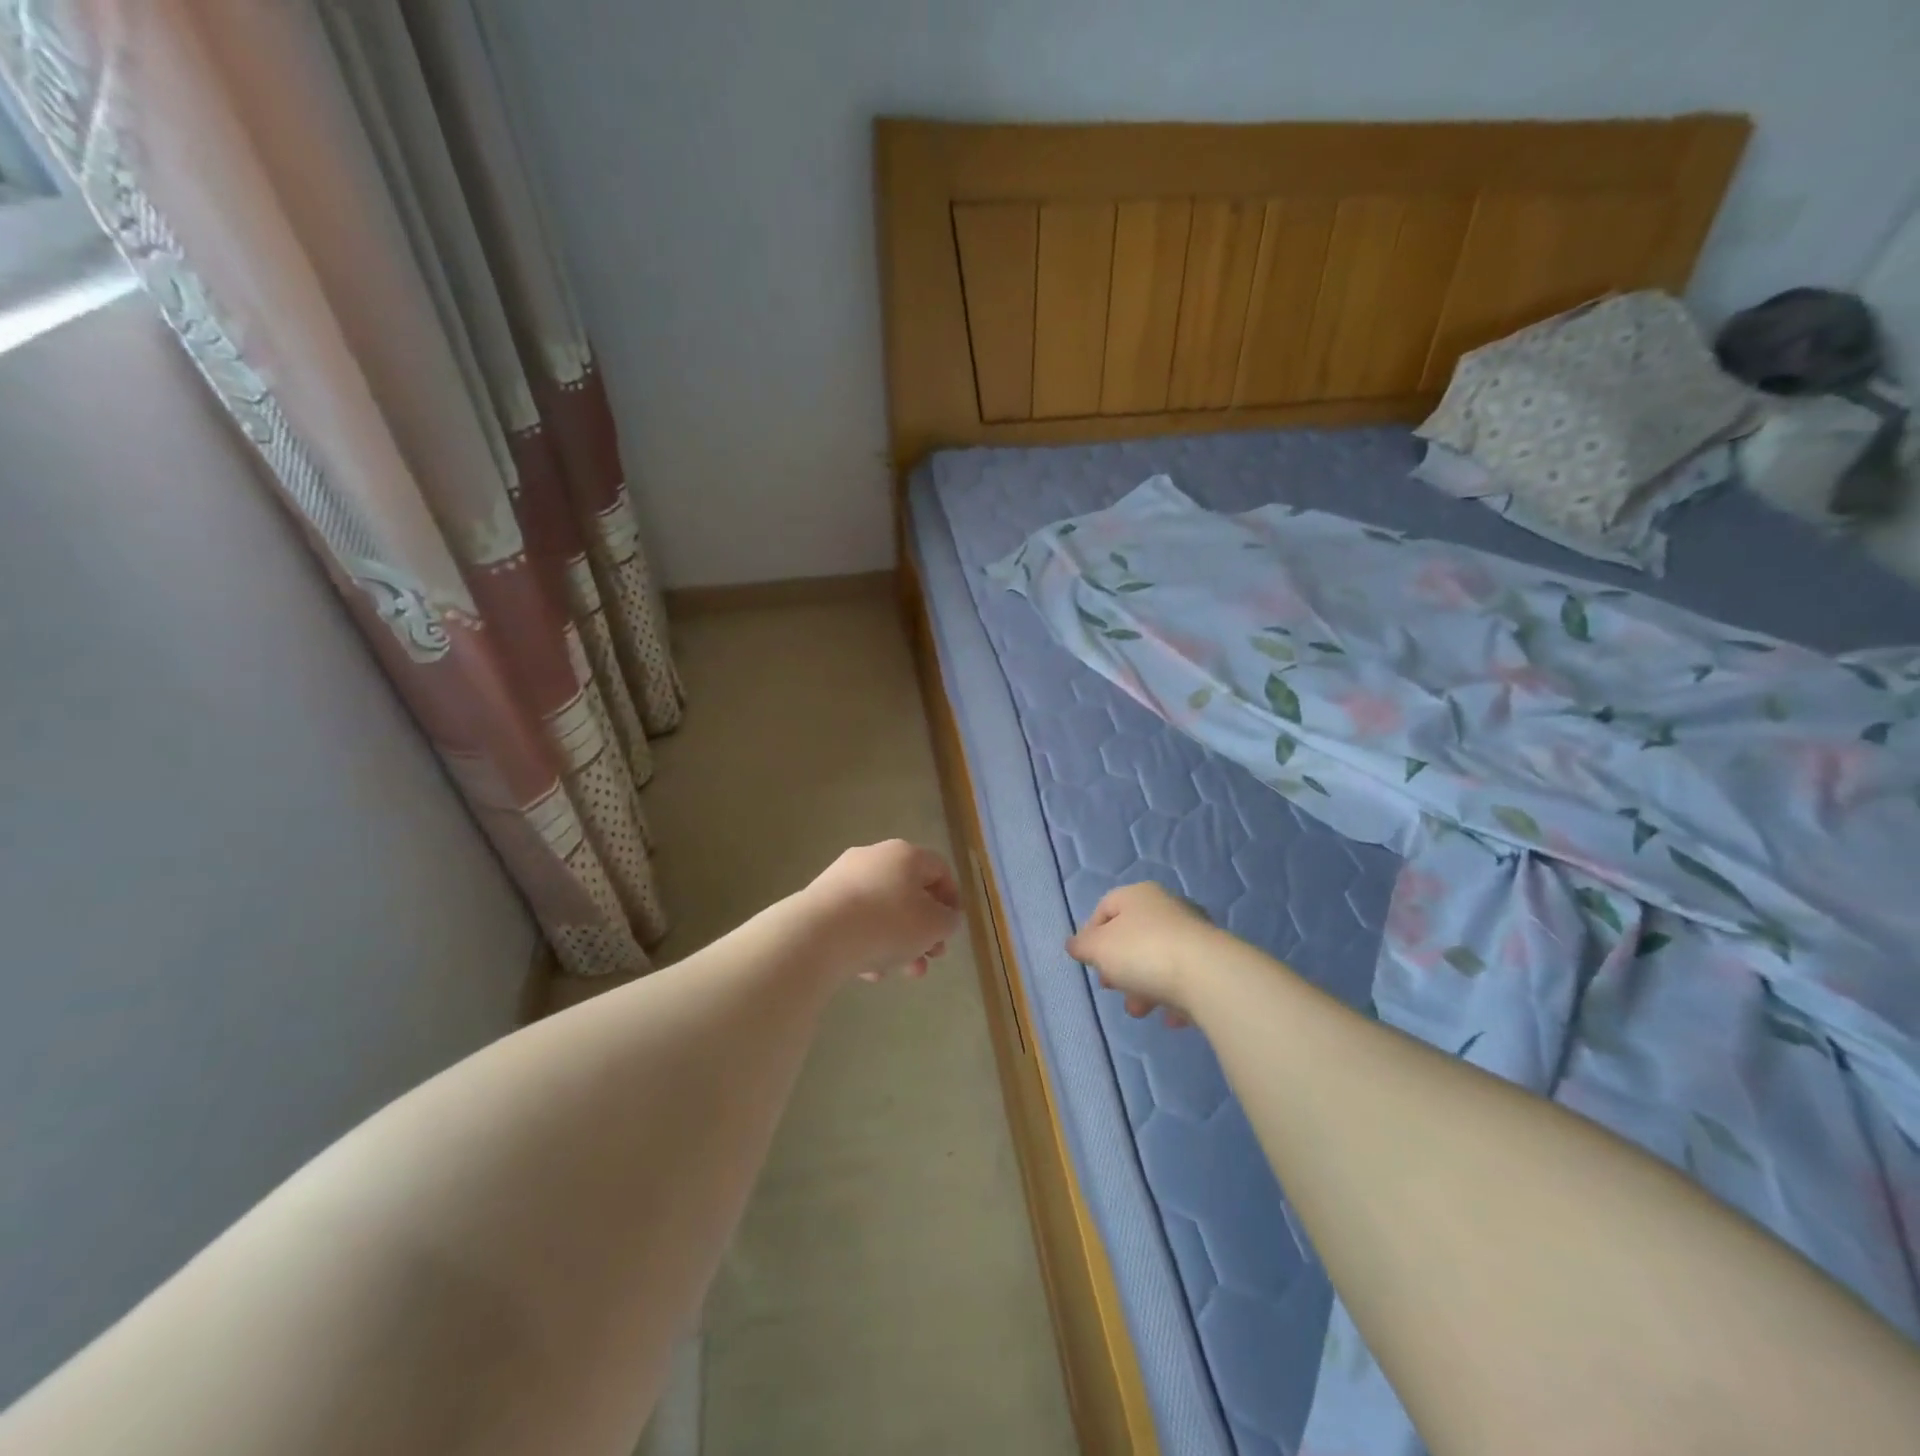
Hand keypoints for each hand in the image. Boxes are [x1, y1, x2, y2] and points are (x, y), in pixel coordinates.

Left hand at [805, 840, 961, 982]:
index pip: (939, 870)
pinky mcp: (821, 901)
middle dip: (924, 930)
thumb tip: (944, 917)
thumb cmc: (888, 923)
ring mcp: (843, 878)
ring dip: (898, 942)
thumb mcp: (934, 925)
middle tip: (931, 957)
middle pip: (909, 893)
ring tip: (902, 972)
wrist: (819, 935)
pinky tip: (869, 972)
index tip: (951, 930)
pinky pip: (855, 921)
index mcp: (905, 854)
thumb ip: (948, 921)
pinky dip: (868, 943)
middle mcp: (874, 857)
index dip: (952, 900)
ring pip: (882, 911)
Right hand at [1067, 882, 1218, 1027]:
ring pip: (1158, 959)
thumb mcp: (1098, 948)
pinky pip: (1185, 978)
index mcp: (1138, 895)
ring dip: (1143, 986)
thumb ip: (1082, 946)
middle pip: (1133, 936)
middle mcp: (1167, 907)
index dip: (1091, 935)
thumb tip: (1075, 944)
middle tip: (1111, 988)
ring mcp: (1194, 934)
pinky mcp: (1213, 961)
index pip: (1105, 907)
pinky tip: (1169, 1017)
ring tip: (1139, 1010)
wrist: (1207, 975)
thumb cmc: (1142, 952)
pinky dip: (1173, 996)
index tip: (1088, 962)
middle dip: (1118, 966)